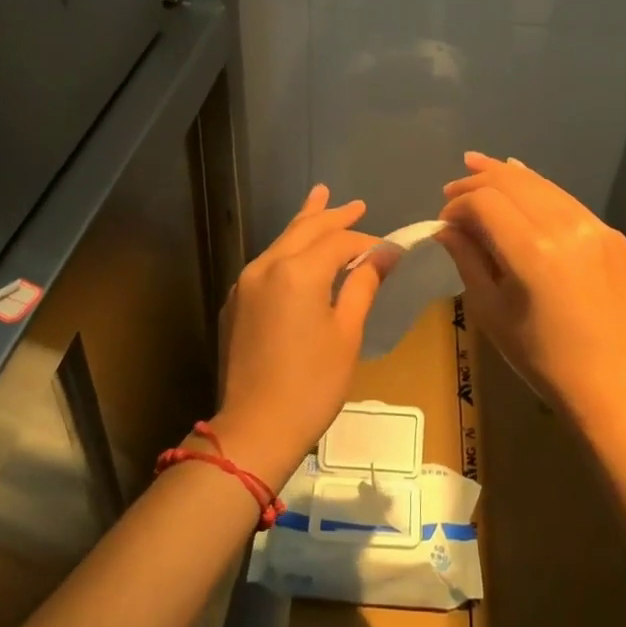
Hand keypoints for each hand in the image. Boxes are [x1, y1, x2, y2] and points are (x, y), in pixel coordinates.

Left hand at [209, 185, 382, 486]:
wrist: (254, 428)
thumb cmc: (312, 384)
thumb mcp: (347, 333)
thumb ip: (363, 285)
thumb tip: (385, 254)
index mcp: (298, 271)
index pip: (338, 241)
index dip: (366, 242)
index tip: (389, 250)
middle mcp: (267, 266)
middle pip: (305, 229)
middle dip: (333, 215)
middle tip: (357, 204)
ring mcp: (246, 283)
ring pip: (282, 241)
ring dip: (306, 222)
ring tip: (320, 198)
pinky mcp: (236, 302)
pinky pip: (267, 262)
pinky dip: (288, 248)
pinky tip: (297, 248)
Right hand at [437, 152, 625, 438]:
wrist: (617, 384)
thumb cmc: (543, 358)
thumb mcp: (492, 312)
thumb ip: (467, 260)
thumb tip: (447, 228)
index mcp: (532, 252)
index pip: (484, 201)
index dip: (458, 203)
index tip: (444, 220)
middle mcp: (565, 227)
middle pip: (512, 181)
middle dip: (477, 180)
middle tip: (452, 188)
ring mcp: (594, 226)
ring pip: (541, 184)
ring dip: (506, 175)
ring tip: (478, 167)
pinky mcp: (611, 234)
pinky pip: (565, 200)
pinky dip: (538, 189)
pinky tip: (522, 183)